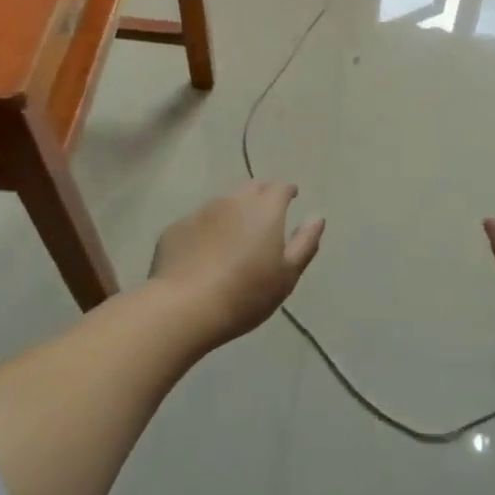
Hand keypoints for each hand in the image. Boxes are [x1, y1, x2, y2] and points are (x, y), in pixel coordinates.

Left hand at [149, 182, 325, 347]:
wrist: (184, 307)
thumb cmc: (245, 293)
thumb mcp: (287, 275)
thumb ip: (305, 242)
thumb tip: (317, 217)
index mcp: (264, 209)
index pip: (281, 186)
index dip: (287, 191)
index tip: (291, 198)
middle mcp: (233, 201)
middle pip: (252, 188)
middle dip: (262, 195)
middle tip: (266, 215)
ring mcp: (201, 212)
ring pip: (223, 203)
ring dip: (233, 212)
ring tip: (235, 236)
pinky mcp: (176, 228)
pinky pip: (198, 222)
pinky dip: (207, 230)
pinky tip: (204, 253)